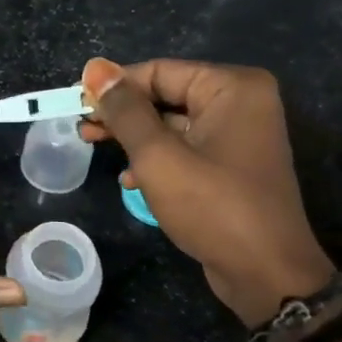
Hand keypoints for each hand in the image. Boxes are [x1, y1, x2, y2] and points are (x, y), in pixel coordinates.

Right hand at [79, 57, 334, 326]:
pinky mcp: (232, 166)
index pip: (159, 71)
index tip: (75, 104)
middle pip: (166, 95)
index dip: (114, 86)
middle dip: (122, 113)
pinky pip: (186, 149)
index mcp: (232, 88)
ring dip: (134, 138)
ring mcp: (239, 136)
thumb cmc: (212, 207)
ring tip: (93, 147)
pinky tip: (130, 180)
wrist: (266, 274)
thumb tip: (95, 67)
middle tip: (81, 128)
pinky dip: (156, 159)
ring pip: (172, 124)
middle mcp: (241, 103)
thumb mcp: (158, 156)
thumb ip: (125, 110)